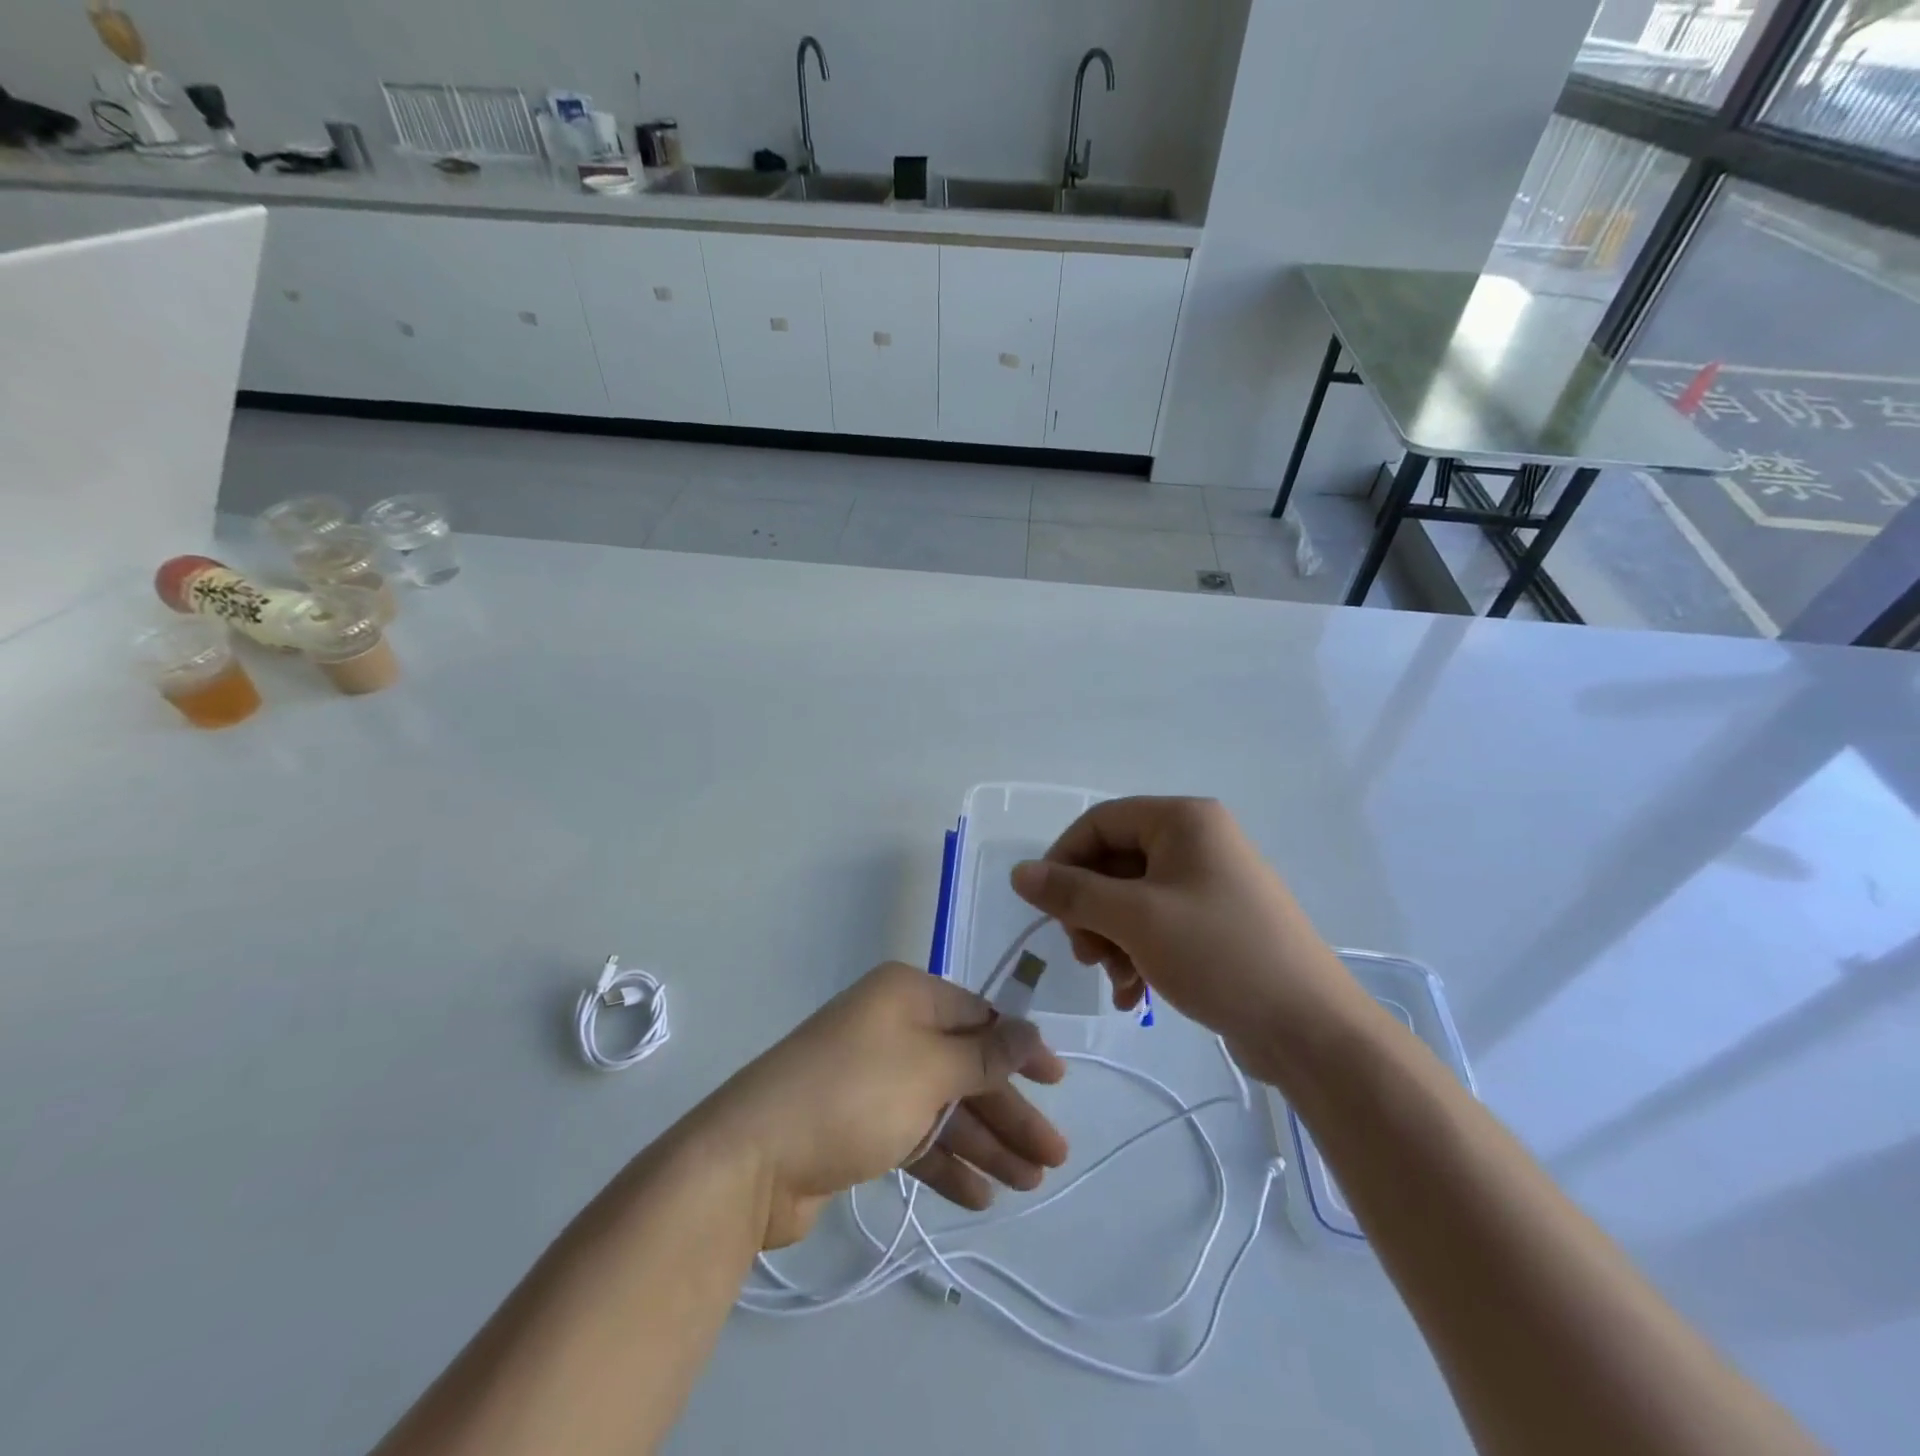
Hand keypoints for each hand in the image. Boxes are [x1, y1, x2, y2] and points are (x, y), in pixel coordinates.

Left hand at [694, 963, 1067, 1248]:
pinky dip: (946, 1164)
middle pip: (964, 1067)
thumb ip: (984, 1055)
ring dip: (985, 1143)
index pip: (977, 1016)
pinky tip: (980, 1197)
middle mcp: (890, 1029)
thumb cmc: (852, 1094)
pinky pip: (914, 1138)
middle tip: (1054, 1155)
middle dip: (1008, 1110)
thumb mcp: (928, 1069)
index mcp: (905, 996)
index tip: (1057, 1082)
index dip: (1019, 1049)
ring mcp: (872, 1079)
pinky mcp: (856, 1126)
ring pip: (943, 1107)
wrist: (750, 1160)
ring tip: (1030, 1182)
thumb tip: (1030, 1030)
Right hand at [1009, 797, 1362, 1074]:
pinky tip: (1133, 994)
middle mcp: (1198, 840)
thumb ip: (1071, 892)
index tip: (1046, 906)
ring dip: (1110, 937)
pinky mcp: (1217, 921)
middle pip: (1115, 861)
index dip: (1064, 859)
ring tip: (1114, 979)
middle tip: (1084, 953)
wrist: (1310, 1028)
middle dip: (1090, 910)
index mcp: (1184, 820)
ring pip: (1132, 897)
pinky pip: (1158, 923)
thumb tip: (1019, 873)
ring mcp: (1210, 882)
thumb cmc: (1219, 954)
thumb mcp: (1135, 920)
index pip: (1100, 821)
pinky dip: (1137, 952)